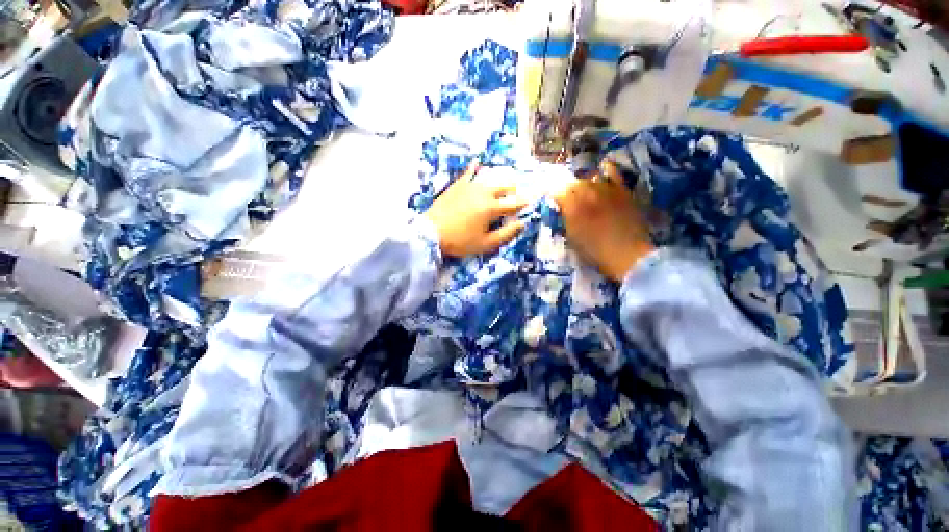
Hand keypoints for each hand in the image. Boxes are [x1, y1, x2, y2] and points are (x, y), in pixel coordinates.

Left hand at [425, 163, 528, 257]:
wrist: (430, 233)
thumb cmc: (460, 241)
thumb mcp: (486, 244)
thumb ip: (506, 234)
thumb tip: (522, 223)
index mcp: (492, 208)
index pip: (513, 203)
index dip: (524, 203)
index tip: (531, 202)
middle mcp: (483, 193)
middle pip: (504, 187)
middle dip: (514, 191)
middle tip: (517, 195)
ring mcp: (469, 186)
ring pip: (490, 178)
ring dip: (500, 181)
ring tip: (503, 183)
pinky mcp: (457, 185)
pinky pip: (468, 173)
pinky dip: (474, 168)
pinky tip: (477, 162)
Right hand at [553, 161, 654, 281]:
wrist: (627, 253)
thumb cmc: (594, 250)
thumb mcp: (571, 237)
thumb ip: (564, 219)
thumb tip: (560, 210)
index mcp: (572, 205)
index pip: (557, 193)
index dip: (553, 197)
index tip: (553, 203)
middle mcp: (587, 192)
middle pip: (572, 183)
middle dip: (567, 191)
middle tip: (567, 200)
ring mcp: (606, 188)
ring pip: (589, 178)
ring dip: (584, 184)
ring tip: (583, 192)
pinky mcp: (621, 189)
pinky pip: (613, 172)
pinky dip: (606, 170)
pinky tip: (602, 172)